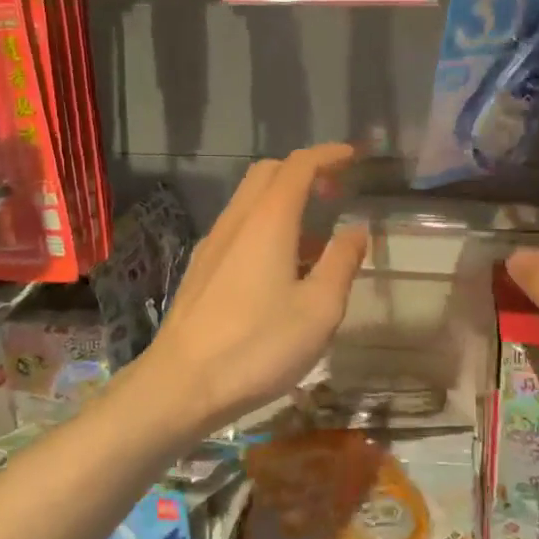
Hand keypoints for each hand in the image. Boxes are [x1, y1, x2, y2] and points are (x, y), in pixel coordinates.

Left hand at [141, 144, 367, 435]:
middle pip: (269, 173)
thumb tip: (356, 228)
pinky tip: (280, 267)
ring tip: (316, 237)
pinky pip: (239, 226)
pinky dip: (266, 225)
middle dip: (305, 171)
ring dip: (285, 200)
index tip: (354, 156)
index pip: (299, 165)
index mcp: (269, 220)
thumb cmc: (258, 346)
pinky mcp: (201, 268)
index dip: (329, 155)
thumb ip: (341, 262)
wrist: (181, 384)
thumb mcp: (318, 309)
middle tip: (336, 192)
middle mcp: (237, 220)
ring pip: (250, 200)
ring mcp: (213, 243)